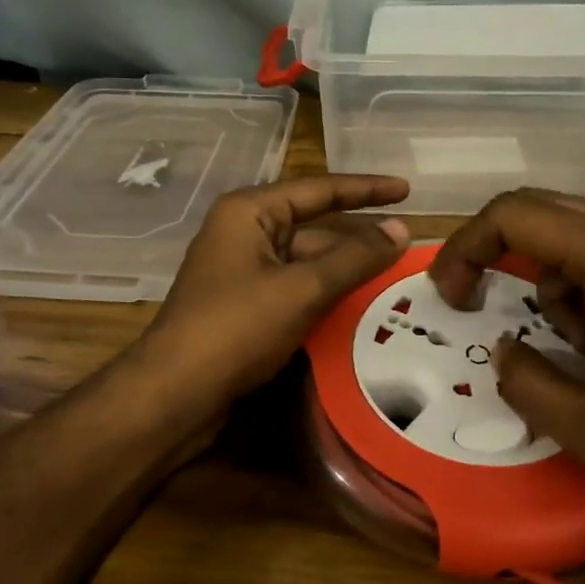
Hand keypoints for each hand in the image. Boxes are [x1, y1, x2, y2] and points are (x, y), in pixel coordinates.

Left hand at [135, 175, 410, 418]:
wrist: (176, 394)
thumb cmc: (236, 328)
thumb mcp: (302, 289)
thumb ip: (355, 259)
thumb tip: (401, 230)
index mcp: (250, 212)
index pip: (319, 190)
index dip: (366, 189)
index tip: (407, 190)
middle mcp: (244, 232)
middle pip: (315, 227)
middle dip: (359, 239)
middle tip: (409, 247)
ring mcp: (242, 270)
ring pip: (306, 261)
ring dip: (346, 270)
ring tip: (395, 277)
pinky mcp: (244, 304)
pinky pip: (294, 288)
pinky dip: (325, 294)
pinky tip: (358, 306)